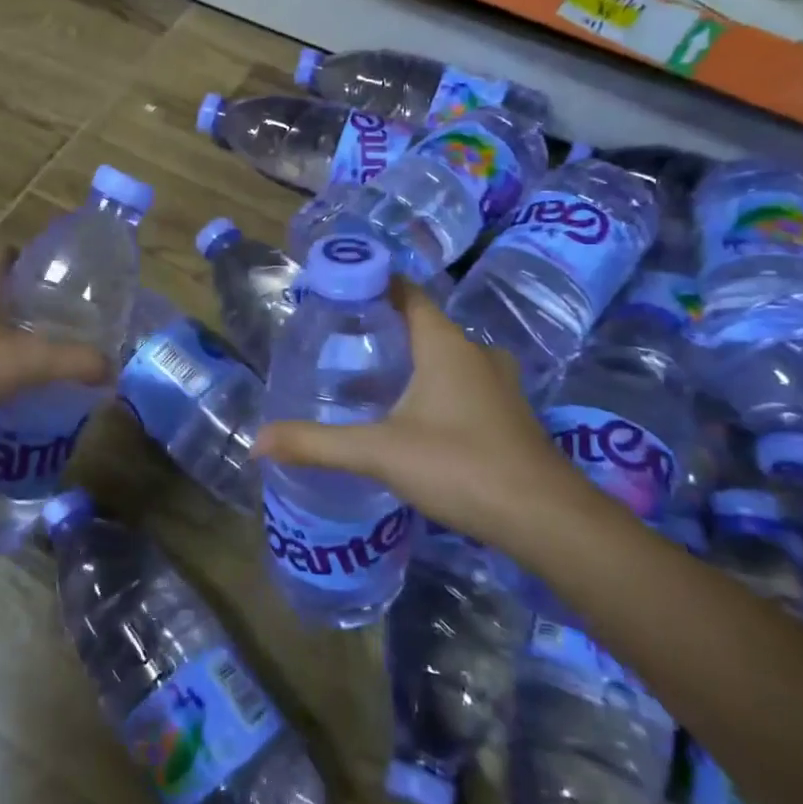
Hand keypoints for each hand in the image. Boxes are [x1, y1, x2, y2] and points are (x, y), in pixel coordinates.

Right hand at [252, 282, 587, 544]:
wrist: (545, 518)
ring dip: (414, 359)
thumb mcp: (379, 452)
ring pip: (447, 356)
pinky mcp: (509, 415)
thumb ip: (317, 444)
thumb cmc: (460, 465)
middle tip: (343, 340)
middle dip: (387, 327)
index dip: (376, 284)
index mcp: (445, 344)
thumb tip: (257, 442)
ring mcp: (499, 384)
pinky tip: (413, 415)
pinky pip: (464, 383)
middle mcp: (475, 353)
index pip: (408, 293)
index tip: (340, 292)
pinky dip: (436, 386)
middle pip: (426, 324)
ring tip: (372, 376)